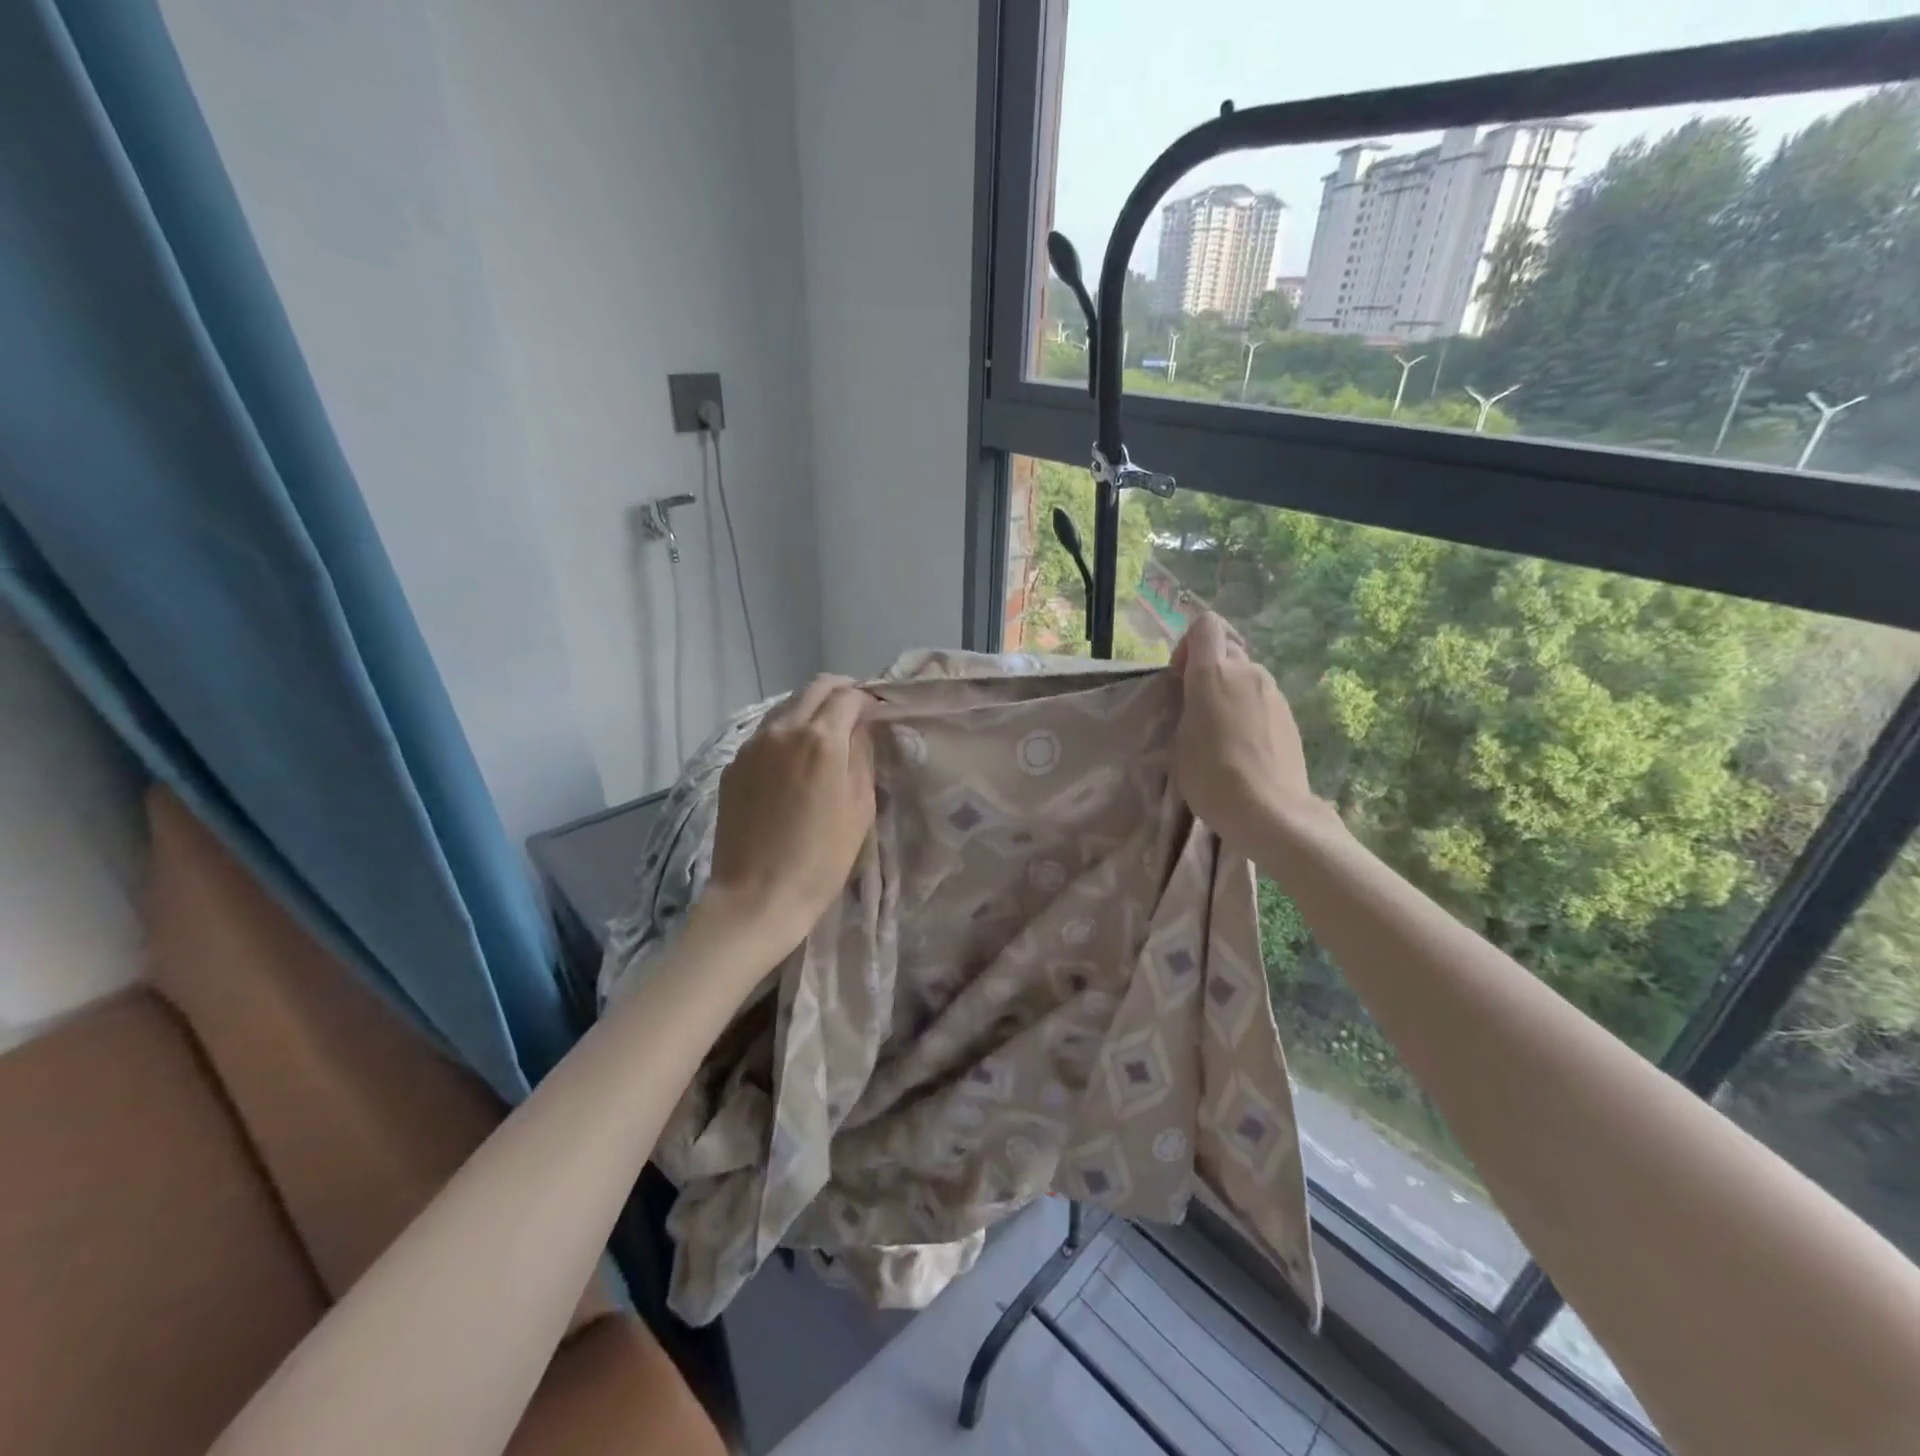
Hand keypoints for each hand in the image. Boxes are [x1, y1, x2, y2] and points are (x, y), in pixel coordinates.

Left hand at [698, 675, 876, 952]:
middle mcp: (784, 730)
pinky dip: (785, 733)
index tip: (877, 713)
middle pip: (814, 688)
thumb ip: (862, 757)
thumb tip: (860, 730)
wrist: (757, 896)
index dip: (867, 699)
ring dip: (810, 709)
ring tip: (825, 735)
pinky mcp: (733, 765)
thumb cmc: (822, 859)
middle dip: (839, 692)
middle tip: (855, 713)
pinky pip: (765, 734)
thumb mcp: (860, 808)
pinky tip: (794, 761)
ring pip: (786, 707)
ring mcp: (752, 745)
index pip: (848, 696)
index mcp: (822, 739)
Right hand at [1170, 613, 1314, 848]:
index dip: (1189, 644)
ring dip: (1232, 693)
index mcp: (1213, 673)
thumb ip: (1188, 708)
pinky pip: (1263, 701)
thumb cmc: (1211, 776)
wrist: (1270, 812)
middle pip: (1227, 652)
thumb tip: (1198, 700)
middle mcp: (1248, 672)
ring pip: (1247, 677)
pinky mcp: (1291, 717)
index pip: (1205, 626)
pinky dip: (1250, 713)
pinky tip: (1244, 748)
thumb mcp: (1180, 741)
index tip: (1181, 677)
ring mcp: (1275, 693)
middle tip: (1198, 708)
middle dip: (1211, 670)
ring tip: (1222, 733)